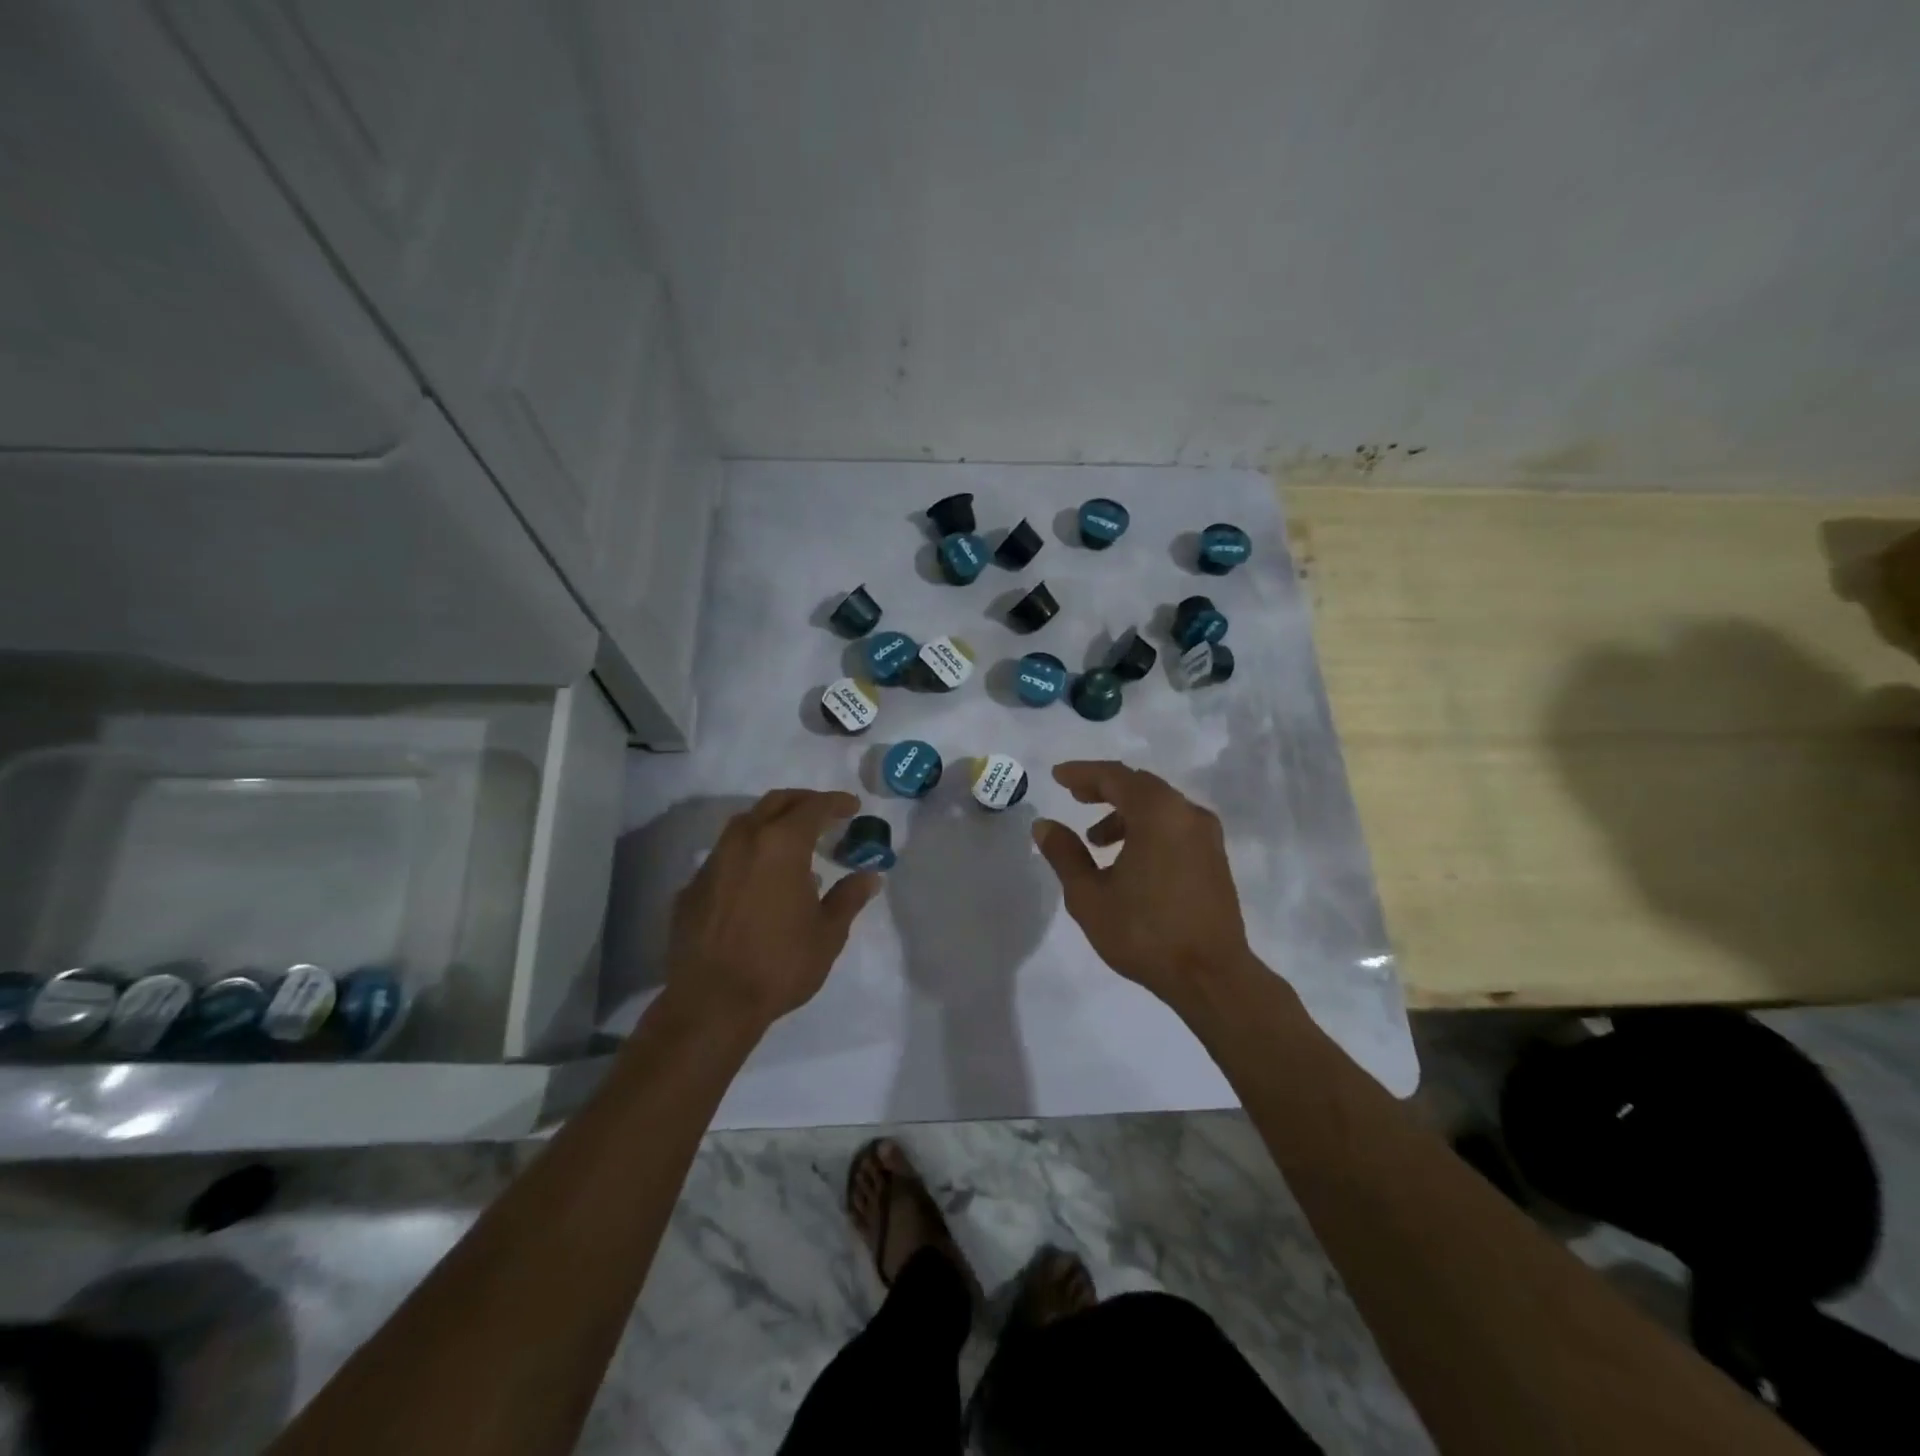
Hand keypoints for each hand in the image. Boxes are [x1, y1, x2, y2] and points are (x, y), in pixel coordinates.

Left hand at [665, 789, 881, 1030]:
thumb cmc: (780, 964)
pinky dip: (748, 854)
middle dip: (803, 801)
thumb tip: (870, 876)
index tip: (853, 807)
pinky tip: (757, 880)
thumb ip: (849, 897)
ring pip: (744, 824)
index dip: (836, 803)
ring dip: (772, 823)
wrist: (711, 1003)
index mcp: (781, 845)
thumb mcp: (828, 933)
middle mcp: (744, 841)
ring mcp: (713, 863)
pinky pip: (725, 856)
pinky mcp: (692, 888)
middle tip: (824, 814)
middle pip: (775, 803)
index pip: (813, 807)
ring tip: (792, 844)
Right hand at [1032, 761, 1254, 1004]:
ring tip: (1096, 841)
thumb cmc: (1144, 932)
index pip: (1115, 776)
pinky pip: (1175, 824)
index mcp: (1157, 813)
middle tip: (1076, 797)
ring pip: (1160, 806)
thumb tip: (1044, 825)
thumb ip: (1064, 853)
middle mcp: (1187, 813)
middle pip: (1140, 785)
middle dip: (1105, 788)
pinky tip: (1129, 858)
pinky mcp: (1215, 857)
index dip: (1082, 773)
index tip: (1057, 776)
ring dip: (1125, 813)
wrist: (1211, 976)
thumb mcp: (1089, 895)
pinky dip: (1147, 827)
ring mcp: (1206, 835)